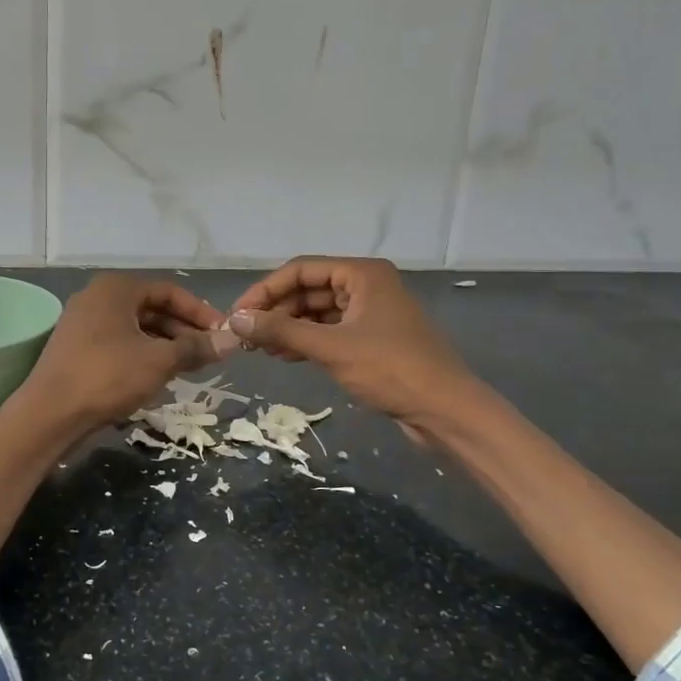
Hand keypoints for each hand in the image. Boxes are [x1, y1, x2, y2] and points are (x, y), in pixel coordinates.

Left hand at [18, 273, 230, 430]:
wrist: (49, 414)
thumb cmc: (107, 377)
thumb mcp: (158, 361)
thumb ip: (195, 348)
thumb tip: (231, 341)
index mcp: (116, 289)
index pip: (169, 291)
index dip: (200, 312)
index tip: (222, 334)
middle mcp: (97, 297)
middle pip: (151, 308)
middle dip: (183, 330)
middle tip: (209, 353)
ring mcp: (82, 323)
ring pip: (135, 328)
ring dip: (165, 344)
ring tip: (189, 367)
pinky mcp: (76, 348)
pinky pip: (118, 343)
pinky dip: (142, 354)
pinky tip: (158, 376)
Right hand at [228, 257, 478, 432]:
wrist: (446, 410)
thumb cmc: (391, 369)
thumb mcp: (331, 348)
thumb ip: (281, 330)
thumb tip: (235, 320)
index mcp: (362, 274)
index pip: (300, 270)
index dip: (265, 290)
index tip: (238, 315)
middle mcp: (366, 285)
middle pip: (307, 289)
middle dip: (275, 311)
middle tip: (245, 336)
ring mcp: (370, 312)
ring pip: (316, 312)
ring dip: (288, 327)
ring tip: (260, 349)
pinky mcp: (371, 338)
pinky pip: (329, 331)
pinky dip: (305, 341)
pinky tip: (285, 356)